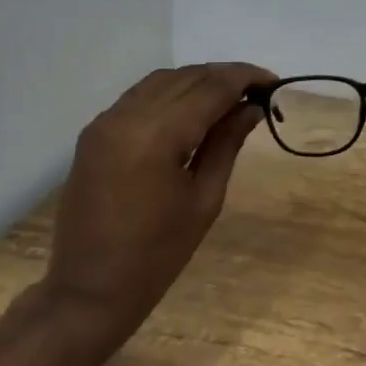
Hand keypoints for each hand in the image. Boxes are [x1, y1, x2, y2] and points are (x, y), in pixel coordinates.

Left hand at [36, 61, 276, 346]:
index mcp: (157, 134)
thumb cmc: (158, 254)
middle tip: (258, 93)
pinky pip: (139, 97)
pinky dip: (170, 94)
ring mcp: (105, 121)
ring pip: (161, 81)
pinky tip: (191, 111)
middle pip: (186, 77)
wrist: (90, 289)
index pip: (211, 87)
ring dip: (197, 82)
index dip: (246, 78)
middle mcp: (127, 115)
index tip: (275, 83)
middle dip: (225, 78)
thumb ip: (227, 143)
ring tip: (229, 100)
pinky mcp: (94, 132)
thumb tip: (252, 107)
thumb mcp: (205, 199)